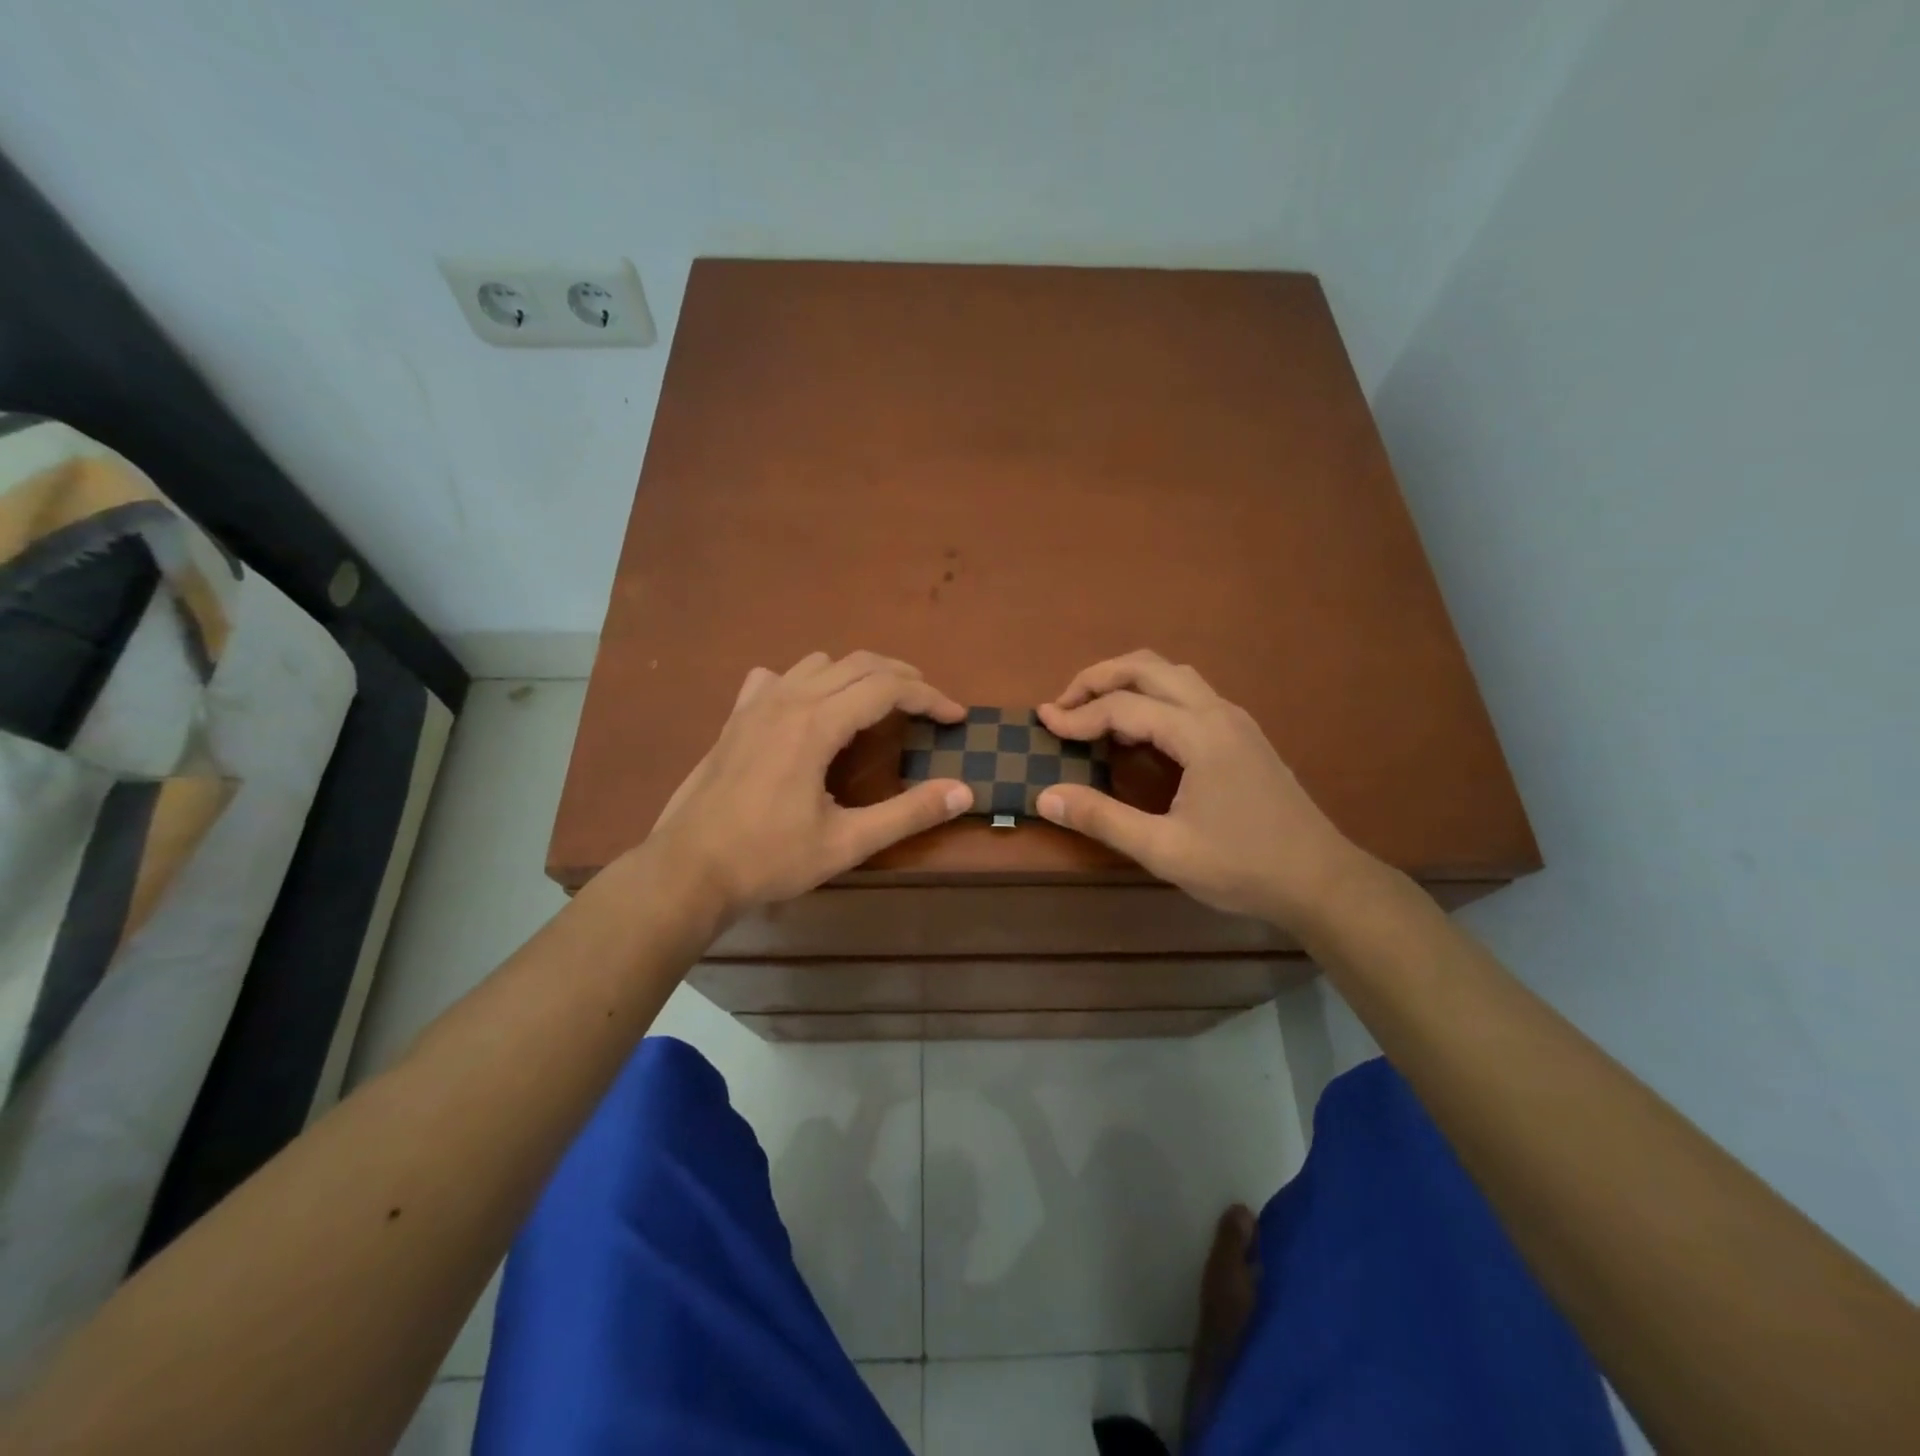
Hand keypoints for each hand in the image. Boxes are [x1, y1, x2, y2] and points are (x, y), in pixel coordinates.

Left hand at [644, 651, 971, 920]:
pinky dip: (807, 681)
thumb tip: (964, 792)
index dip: (929, 697)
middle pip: (859, 662)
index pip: (887, 688)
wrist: (688, 869)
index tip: (956, 717)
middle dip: (902, 677)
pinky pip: (778, 677)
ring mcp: (756, 704)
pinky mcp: (736, 717)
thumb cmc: (769, 858)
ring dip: (858, 673)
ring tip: (879, 704)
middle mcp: (788, 699)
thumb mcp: (847, 843)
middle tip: (930, 705)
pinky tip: (809, 709)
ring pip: (819, 662)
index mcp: (817, 724)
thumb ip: (908, 813)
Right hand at [1035, 650, 1366, 930]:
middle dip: (1099, 677)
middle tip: (1063, 705)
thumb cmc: (1243, 867)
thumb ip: (1102, 819)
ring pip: (1172, 674)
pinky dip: (1152, 696)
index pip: (1124, 706)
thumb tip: (1045, 796)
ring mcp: (1235, 720)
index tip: (1043, 725)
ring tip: (1094, 711)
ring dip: (1127, 681)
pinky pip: (1188, 694)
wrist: (1321, 881)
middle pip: (1148, 667)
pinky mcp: (1242, 734)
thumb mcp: (1164, 850)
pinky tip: (1139, 729)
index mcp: (1200, 734)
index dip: (1078, 715)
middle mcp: (1218, 712)